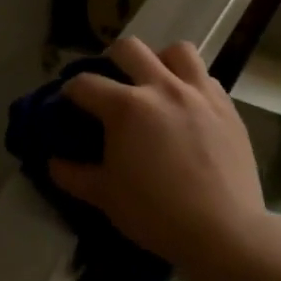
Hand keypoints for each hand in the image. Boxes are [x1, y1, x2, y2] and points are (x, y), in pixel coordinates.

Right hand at [48, 38, 270, 275]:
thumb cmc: (157, 214)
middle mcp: (162, 88)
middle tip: (110, 86)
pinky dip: (191, 83)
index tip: (69, 103)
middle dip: (111, 60)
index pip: (85, 84)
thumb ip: (73, 175)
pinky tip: (187, 106)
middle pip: (129, 49)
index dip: (70, 91)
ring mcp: (199, 93)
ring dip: (159, 61)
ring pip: (176, 51)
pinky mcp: (227, 107)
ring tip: (155, 83)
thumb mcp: (105, 197)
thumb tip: (53, 162)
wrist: (224, 232)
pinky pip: (206, 77)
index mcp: (126, 108)